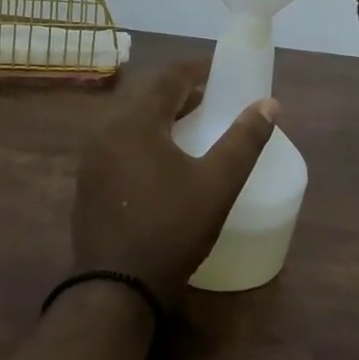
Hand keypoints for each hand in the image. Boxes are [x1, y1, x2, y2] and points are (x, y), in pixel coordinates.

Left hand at [70, 64, 277, 306]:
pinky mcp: (88, 184)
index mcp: (134, 122)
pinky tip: (164, 163)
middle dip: (181, 93)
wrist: (115, 289)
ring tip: (193, 128)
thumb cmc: (171, 229)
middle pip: (147, 97)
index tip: (222, 71)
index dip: (197, 69)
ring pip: (132, 122)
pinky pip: (120, 145)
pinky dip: (146, 140)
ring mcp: (92, 159)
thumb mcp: (217, 184)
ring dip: (163, 117)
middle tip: (213, 99)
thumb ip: (244, 141)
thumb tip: (270, 104)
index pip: (168, 78)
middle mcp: (106, 131)